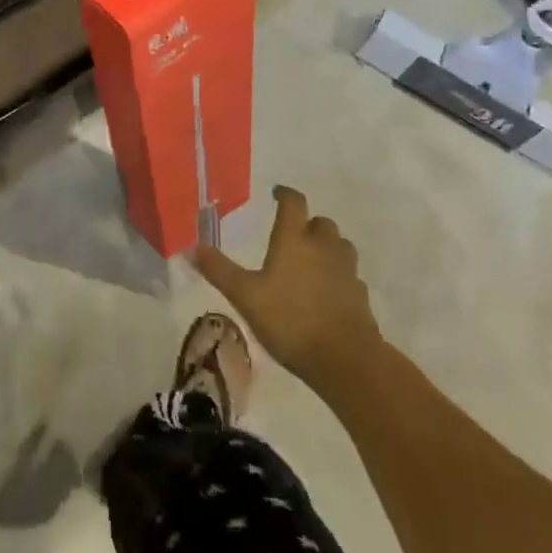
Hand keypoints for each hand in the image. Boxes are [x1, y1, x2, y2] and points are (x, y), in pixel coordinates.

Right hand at [196, 185, 381, 396]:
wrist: (345, 359)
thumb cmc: (290, 320)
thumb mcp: (245, 296)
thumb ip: (219, 270)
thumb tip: (191, 247)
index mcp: (295, 239)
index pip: (293, 203)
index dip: (285, 194)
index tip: (276, 193)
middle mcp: (323, 247)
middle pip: (321, 223)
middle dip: (308, 224)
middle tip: (293, 235)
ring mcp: (346, 271)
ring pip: (340, 246)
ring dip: (327, 247)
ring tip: (312, 261)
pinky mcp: (360, 295)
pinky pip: (349, 275)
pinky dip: (338, 276)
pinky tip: (327, 292)